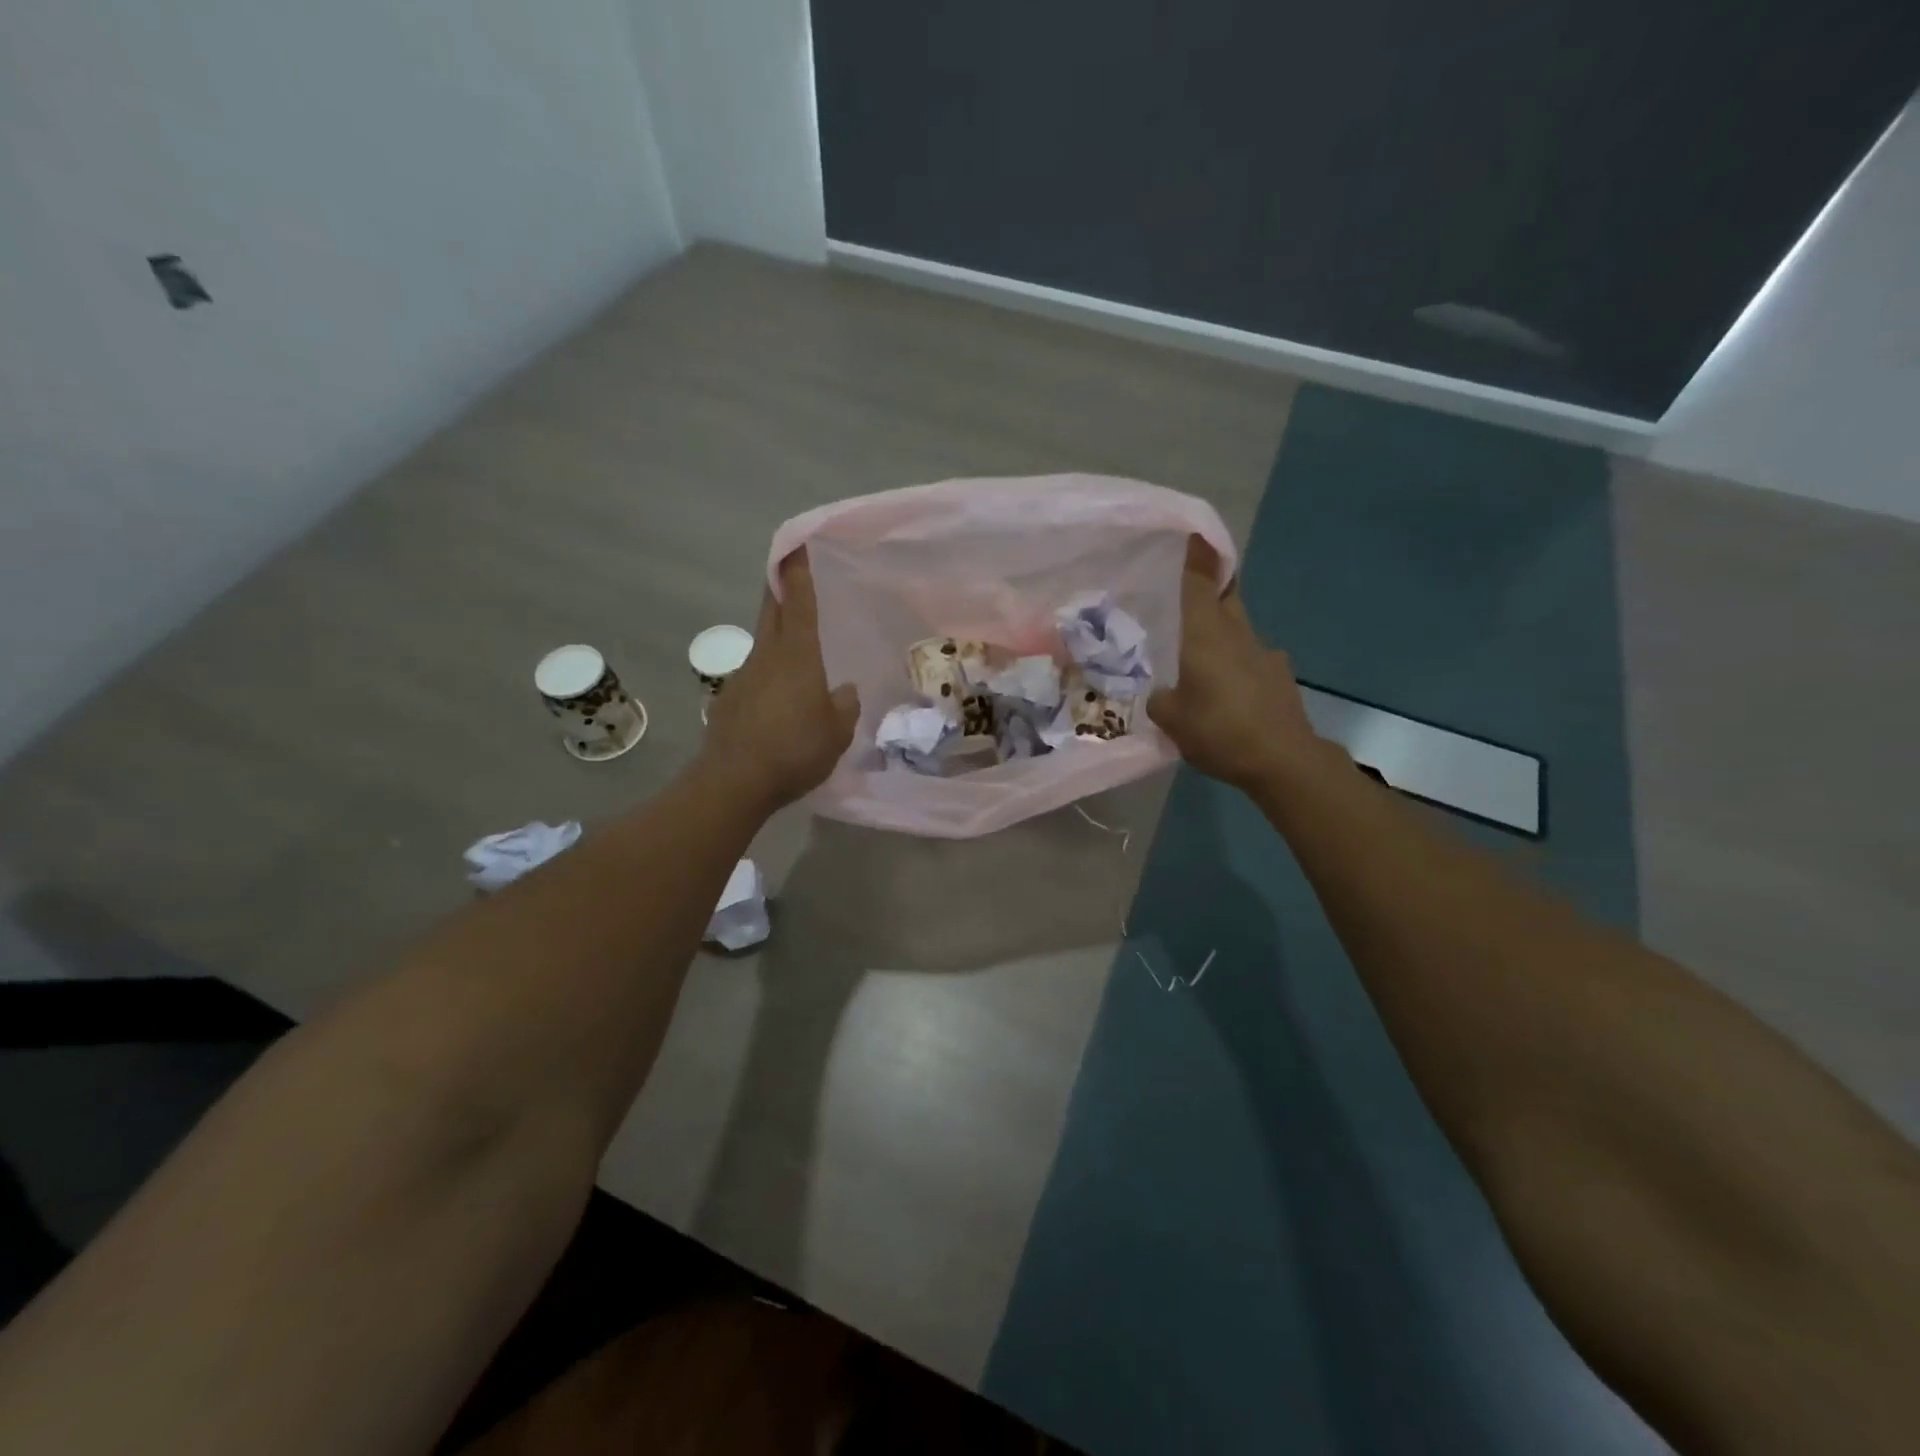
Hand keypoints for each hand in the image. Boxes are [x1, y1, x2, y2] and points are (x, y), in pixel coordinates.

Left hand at [700, 551, 860, 809]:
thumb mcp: (837, 732)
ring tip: (798, 658)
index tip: (794, 545)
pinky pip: (755, 678)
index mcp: (797, 656)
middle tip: (789, 574)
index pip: (798, 603)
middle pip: (771, 611)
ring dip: (777, 639)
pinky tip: (779, 704)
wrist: (734, 782)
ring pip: (763, 646)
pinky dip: (768, 678)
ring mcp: (743, 677)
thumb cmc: (795, 749)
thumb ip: (844, 707)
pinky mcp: (728, 701)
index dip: (797, 573)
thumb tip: (844, 692)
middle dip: (780, 588)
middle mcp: (766, 656)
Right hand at [1147, 536, 1326, 790]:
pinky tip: (1228, 693)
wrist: (1284, 760)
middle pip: (1225, 596)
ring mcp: (1264, 653)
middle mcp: (1237, 633)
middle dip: (1210, 587)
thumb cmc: (1220, 730)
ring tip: (1200, 659)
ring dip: (1221, 633)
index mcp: (1205, 634)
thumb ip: (1159, 698)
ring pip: (1238, 629)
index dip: (1196, 555)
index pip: (1199, 581)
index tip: (1191, 534)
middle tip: (1184, 595)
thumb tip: (1160, 692)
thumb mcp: (1171, 719)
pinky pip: (1251, 659)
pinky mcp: (1279, 676)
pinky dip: (1237, 666)